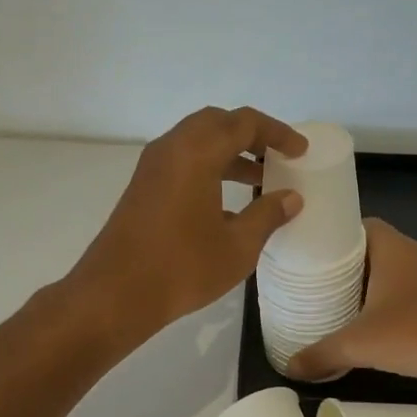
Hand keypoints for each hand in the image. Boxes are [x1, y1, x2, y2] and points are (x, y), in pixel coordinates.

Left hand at [67, 107, 306, 342]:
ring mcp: (152, 167)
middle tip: (276, 157)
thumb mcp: (237, 246)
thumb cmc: (182, 267)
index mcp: (197, 152)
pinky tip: (226, 203)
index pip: (244, 123)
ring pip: (196, 141)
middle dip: (250, 135)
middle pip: (217, 123)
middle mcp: (172, 148)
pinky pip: (181, 160)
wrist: (115, 294)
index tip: (300, 152)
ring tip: (258, 179)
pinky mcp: (143, 187)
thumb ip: (267, 215)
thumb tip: (291, 198)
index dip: (277, 133)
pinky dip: (208, 166)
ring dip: (229, 152)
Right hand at [286, 220, 416, 397]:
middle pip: (375, 248)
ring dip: (372, 284)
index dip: (336, 235)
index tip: (313, 253)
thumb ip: (321, 354)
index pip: (361, 225)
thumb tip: (289, 367)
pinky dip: (392, 301)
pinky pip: (411, 291)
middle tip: (319, 282)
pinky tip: (376, 324)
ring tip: (341, 303)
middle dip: (348, 264)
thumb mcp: (358, 346)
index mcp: (395, 248)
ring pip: (395, 271)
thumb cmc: (416, 335)